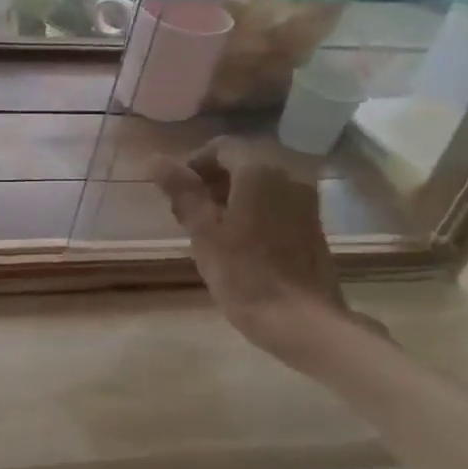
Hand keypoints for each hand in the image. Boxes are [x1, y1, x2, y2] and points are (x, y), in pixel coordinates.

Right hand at [151, 138, 378, 359]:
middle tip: (187, 212)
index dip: (193, 163)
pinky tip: (237, 241)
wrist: (301, 321)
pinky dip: (253, 209)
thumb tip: (155, 160)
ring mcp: (305, 201)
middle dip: (211, 180)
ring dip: (232, 195)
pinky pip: (276, 202)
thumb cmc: (244, 274)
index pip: (221, 147)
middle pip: (243, 163)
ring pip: (260, 183)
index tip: (174, 192)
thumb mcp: (203, 232)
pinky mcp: (312, 224)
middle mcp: (289, 176)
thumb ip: (182, 191)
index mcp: (260, 172)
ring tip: (208, 228)